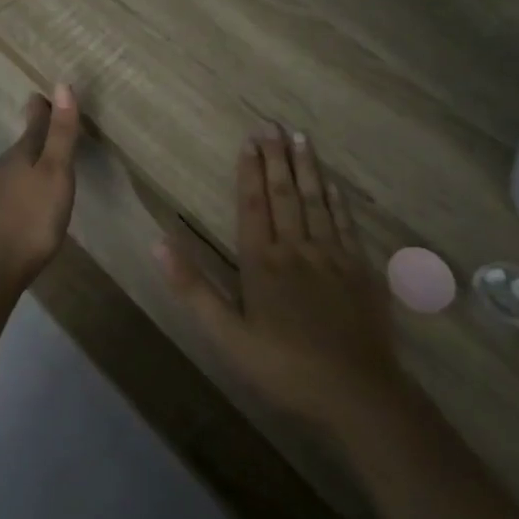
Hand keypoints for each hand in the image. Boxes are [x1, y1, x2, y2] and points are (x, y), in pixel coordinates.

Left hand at [0, 85, 79, 289]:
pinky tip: (34, 191)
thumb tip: (62, 84)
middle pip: (26, 142)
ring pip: (20, 164)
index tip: (45, 92)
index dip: (45, 107)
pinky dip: (28, 178)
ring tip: (48, 152)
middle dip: (39, 129)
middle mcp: (6, 167)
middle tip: (52, 116)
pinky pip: (17, 185)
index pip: (36, 121)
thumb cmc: (31, 218)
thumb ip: (60, 133)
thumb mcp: (55, 173)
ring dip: (34, 155)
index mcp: (22, 153)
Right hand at [158, 128, 404, 441]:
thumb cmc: (284, 369)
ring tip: (300, 137)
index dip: (250, 170)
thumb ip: (193, 288)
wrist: (358, 395)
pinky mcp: (361, 270)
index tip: (249, 139)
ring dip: (307, 167)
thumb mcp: (227, 336)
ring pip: (317, 201)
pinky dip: (337, 199)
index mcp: (262, 262)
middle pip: (285, 194)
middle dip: (276, 157)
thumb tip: (157, 242)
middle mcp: (297, 248)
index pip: (253, 205)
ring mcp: (333, 256)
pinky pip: (345, 223)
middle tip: (272, 124)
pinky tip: (332, 183)